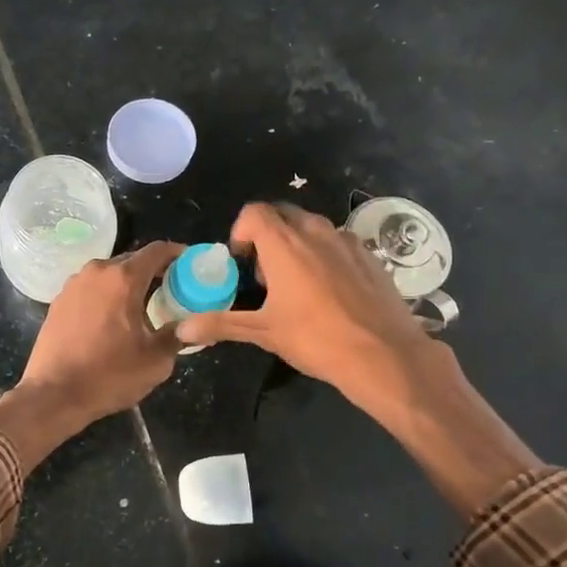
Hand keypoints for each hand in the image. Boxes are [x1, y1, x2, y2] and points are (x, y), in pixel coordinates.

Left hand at [0, 242, 184, 469]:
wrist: (54, 394)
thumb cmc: (109, 375)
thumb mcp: (155, 361)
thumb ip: (178, 336)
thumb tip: (193, 326)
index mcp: (123, 279)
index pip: (157, 251)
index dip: (177, 253)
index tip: (190, 263)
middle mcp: (97, 272)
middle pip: (132, 260)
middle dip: (153, 271)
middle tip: (171, 289)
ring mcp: (73, 284)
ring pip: (109, 274)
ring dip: (127, 283)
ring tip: (142, 304)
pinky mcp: (58, 300)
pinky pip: (91, 288)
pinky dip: (106, 295)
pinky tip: (112, 317)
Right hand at [174, 203, 431, 406]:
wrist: (384, 354)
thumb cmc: (316, 339)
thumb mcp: (263, 332)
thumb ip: (221, 324)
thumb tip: (182, 329)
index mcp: (284, 244)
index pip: (254, 212)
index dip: (241, 231)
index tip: (241, 262)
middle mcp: (315, 232)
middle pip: (282, 214)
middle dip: (266, 235)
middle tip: (264, 274)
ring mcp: (346, 241)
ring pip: (312, 226)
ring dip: (296, 243)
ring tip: (296, 283)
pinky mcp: (370, 255)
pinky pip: (338, 242)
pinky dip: (325, 254)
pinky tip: (329, 291)